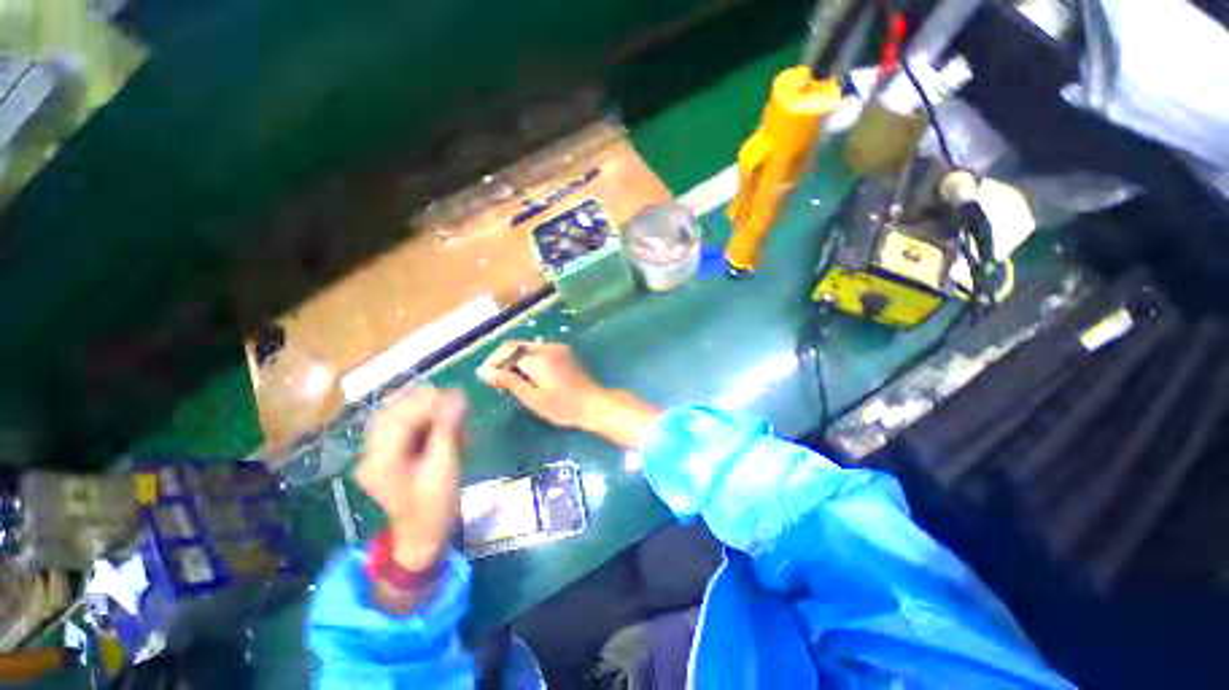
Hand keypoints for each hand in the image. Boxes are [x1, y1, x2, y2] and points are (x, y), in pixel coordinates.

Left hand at [354, 388, 466, 570]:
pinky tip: (446, 424)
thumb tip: (459, 398)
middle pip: (394, 412)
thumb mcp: (445, 468)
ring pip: (399, 415)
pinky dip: (426, 420)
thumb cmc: (435, 506)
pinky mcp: (387, 453)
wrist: (423, 534)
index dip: (429, 402)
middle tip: (458, 402)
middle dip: (427, 402)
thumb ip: (448, 430)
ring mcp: (376, 453)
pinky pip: (404, 425)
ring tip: (455, 412)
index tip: (459, 397)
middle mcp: (370, 454)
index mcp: (380, 462)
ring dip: (428, 409)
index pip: (399, 418)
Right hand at [476, 340, 659, 448]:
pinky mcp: (563, 351)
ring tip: (511, 381)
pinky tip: (528, 376)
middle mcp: (548, 347)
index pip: (507, 351)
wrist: (594, 404)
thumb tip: (483, 371)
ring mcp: (558, 347)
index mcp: (540, 358)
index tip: (485, 378)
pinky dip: (527, 359)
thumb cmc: (563, 407)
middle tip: (497, 381)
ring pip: (526, 347)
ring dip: (514, 359)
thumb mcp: (533, 398)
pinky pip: (538, 350)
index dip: (492, 362)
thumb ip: (508, 382)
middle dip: (502, 360)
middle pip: (515, 345)